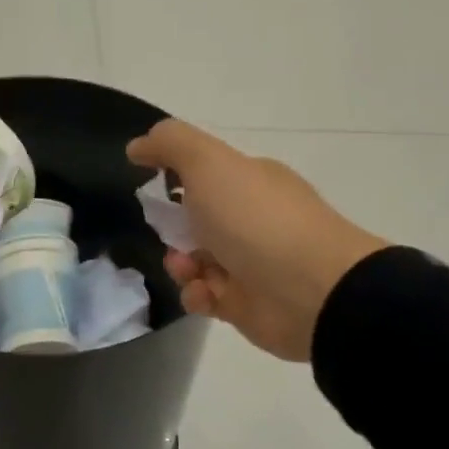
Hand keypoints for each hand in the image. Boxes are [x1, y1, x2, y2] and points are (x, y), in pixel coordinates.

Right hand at [127, 120, 385, 361]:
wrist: (311, 290)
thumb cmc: (256, 220)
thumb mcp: (209, 164)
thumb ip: (170, 144)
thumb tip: (137, 146)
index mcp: (250, 181)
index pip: (204, 174)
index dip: (174, 179)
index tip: (150, 188)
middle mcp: (252, 219)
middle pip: (195, 220)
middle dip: (172, 228)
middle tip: (170, 235)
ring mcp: (250, 262)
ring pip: (195, 261)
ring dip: (180, 264)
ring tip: (188, 270)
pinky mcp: (245, 303)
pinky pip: (206, 297)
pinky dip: (197, 295)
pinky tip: (204, 294)